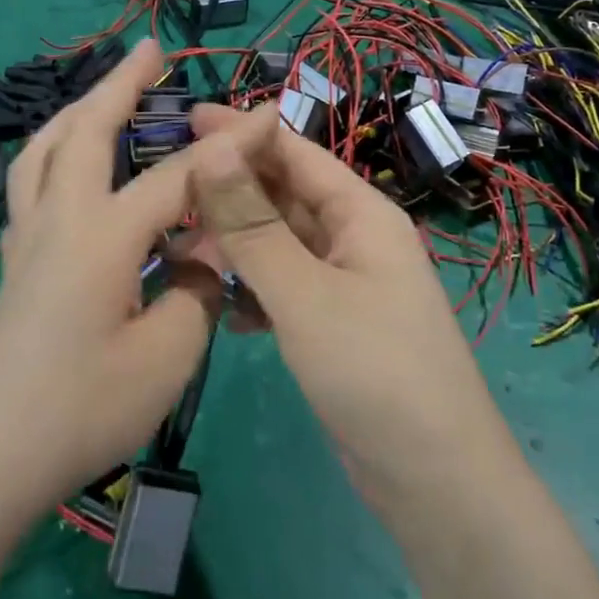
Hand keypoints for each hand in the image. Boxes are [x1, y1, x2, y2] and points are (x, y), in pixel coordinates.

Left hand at [0, 40, 220, 526]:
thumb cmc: (81, 412)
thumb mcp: (166, 357)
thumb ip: (199, 292)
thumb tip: (207, 254)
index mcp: (101, 236)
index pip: (177, 175)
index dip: (229, 147)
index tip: (269, 116)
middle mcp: (57, 222)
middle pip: (85, 132)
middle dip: (119, 84)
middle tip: (149, 49)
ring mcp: (25, 244)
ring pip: (42, 152)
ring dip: (75, 113)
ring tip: (101, 95)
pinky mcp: (13, 269)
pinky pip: (30, 187)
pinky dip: (53, 156)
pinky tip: (69, 173)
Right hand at [186, 105, 508, 504]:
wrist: (433, 479)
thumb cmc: (374, 372)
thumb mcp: (305, 293)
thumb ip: (253, 225)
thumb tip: (216, 147)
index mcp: (361, 214)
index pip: (295, 152)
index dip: (242, 132)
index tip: (183, 119)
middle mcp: (355, 239)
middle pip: (284, 197)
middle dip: (230, 191)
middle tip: (165, 188)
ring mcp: (345, 285)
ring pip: (279, 246)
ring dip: (234, 244)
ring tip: (177, 249)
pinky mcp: (333, 326)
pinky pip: (283, 289)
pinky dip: (251, 291)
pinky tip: (219, 308)